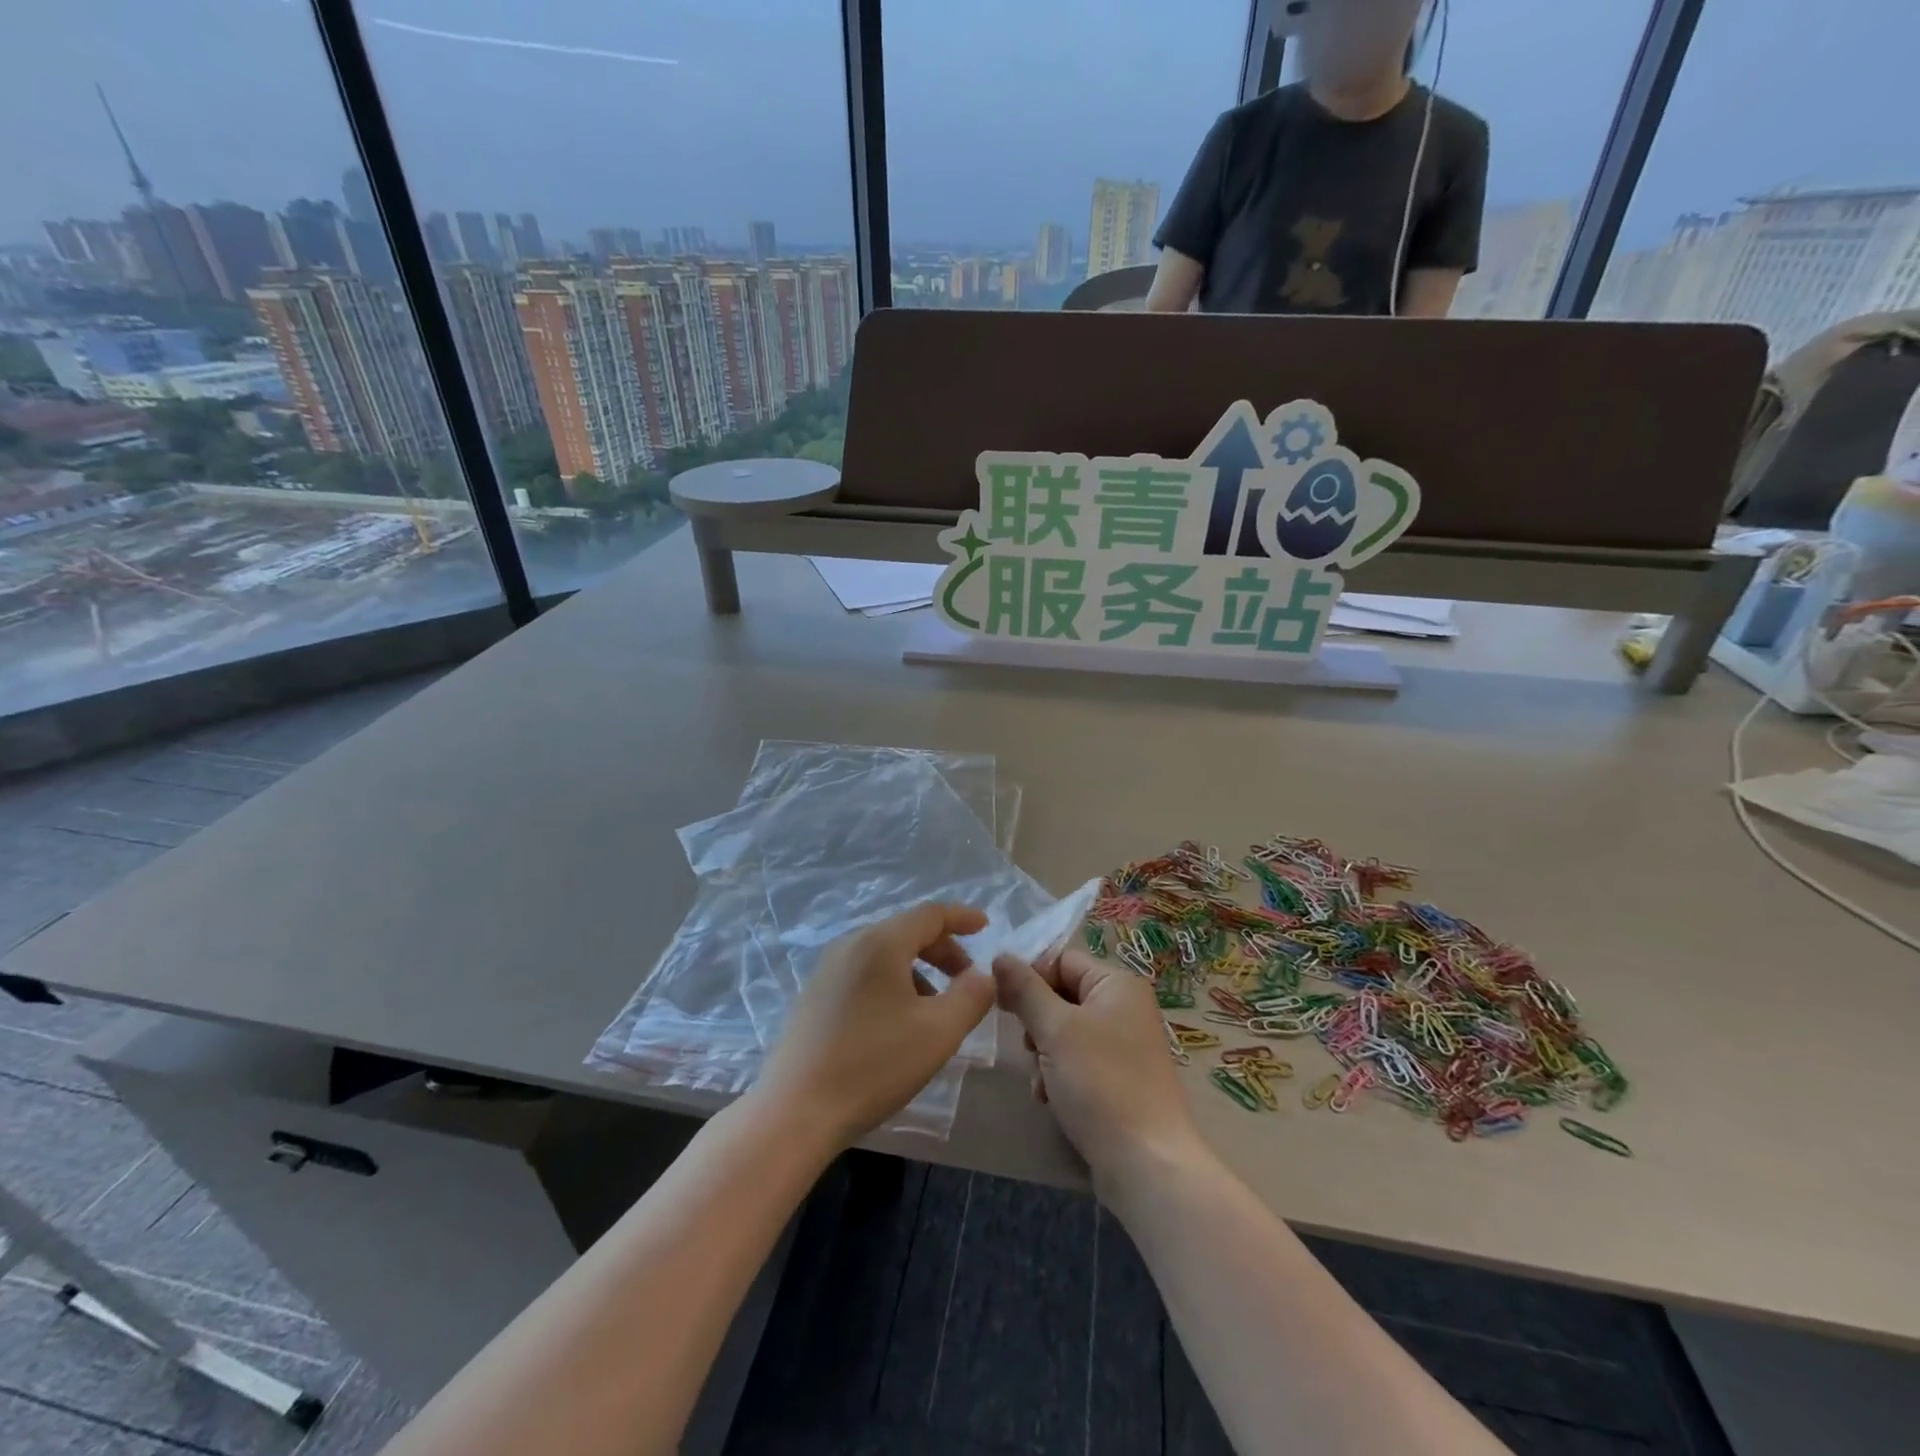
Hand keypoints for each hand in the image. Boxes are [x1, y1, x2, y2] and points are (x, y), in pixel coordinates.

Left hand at [755, 903, 995, 1150]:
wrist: (795, 1112)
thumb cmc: (874, 1065)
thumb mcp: (938, 1032)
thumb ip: (971, 996)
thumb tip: (983, 975)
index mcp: (880, 942)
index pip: (930, 914)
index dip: (962, 917)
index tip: (985, 927)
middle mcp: (850, 944)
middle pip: (906, 931)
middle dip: (943, 950)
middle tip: (967, 980)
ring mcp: (826, 969)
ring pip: (884, 954)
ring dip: (918, 970)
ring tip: (935, 1009)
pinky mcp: (814, 995)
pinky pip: (864, 973)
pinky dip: (892, 983)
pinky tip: (898, 1023)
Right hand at [993, 948, 1202, 1187]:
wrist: (1146, 1163)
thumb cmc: (1100, 1083)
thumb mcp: (1055, 1029)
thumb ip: (1025, 989)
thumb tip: (1000, 956)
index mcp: (1117, 983)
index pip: (1062, 960)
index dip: (1030, 978)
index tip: (1004, 1004)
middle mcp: (1125, 1007)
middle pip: (1062, 995)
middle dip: (1037, 1022)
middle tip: (1028, 1047)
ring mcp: (1124, 1044)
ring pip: (1065, 1031)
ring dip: (1044, 1053)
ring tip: (1040, 1080)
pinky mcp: (1120, 1078)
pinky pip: (1078, 1061)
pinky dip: (1059, 1074)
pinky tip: (1049, 1098)